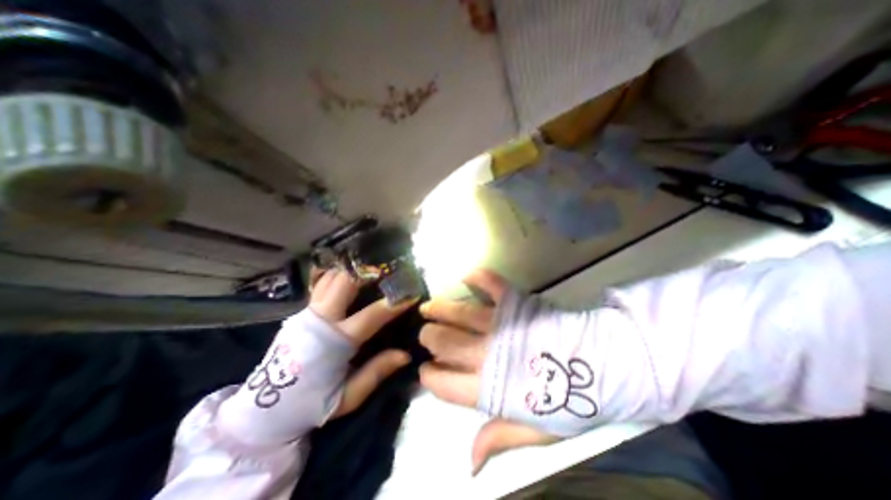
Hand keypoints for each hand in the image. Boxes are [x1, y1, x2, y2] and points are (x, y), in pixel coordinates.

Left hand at [310, 270, 418, 417]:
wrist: (264, 408)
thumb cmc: (312, 404)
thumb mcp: (348, 396)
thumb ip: (377, 372)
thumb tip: (405, 354)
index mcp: (334, 342)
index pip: (371, 315)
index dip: (394, 303)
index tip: (410, 294)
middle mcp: (320, 320)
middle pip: (345, 282)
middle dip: (367, 271)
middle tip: (387, 269)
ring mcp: (307, 312)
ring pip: (331, 277)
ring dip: (352, 269)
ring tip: (371, 268)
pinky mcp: (301, 311)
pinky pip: (320, 283)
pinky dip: (336, 274)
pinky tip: (349, 272)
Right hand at [417, 271, 554, 473]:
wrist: (603, 365)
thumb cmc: (569, 401)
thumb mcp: (536, 430)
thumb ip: (500, 438)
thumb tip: (470, 462)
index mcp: (489, 388)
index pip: (443, 383)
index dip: (429, 376)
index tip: (427, 370)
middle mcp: (487, 353)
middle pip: (445, 342)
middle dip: (430, 338)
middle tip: (428, 335)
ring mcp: (501, 324)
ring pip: (459, 314)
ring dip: (440, 309)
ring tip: (428, 308)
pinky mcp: (516, 302)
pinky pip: (492, 284)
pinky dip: (479, 277)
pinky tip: (467, 276)